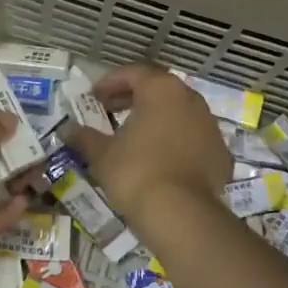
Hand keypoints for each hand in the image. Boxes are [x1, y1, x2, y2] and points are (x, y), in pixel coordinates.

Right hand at [67, 65, 230, 226]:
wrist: (180, 213)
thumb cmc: (135, 172)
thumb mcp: (102, 154)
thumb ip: (84, 137)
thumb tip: (66, 130)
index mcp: (161, 90)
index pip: (133, 73)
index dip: (110, 83)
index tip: (94, 97)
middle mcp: (190, 99)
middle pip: (159, 89)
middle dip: (134, 98)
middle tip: (111, 111)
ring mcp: (210, 126)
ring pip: (179, 113)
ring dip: (157, 118)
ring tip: (136, 135)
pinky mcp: (220, 153)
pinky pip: (193, 138)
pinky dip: (176, 142)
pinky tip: (161, 159)